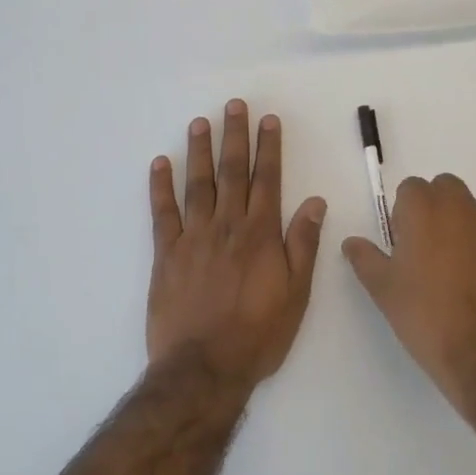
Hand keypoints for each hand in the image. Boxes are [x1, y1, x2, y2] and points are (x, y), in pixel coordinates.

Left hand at [148, 100, 327, 384]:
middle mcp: (227, 226)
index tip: (268, 120)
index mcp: (261, 234)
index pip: (267, 180)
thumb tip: (315, 201)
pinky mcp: (166, 254)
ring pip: (197, 184)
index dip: (268, 148)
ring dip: (199, 150)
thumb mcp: (297, 294)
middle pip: (231, 172)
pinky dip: (160, 186)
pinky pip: (162, 213)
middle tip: (234, 105)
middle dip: (234, 136)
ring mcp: (193, 238)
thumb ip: (303, 244)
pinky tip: (160, 163)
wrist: (204, 368)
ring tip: (200, 122)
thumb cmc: (258, 334)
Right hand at [342, 173, 475, 405]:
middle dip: (435, 207)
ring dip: (461, 226)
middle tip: (426, 248)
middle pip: (445, 188)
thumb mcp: (384, 290)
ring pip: (473, 210)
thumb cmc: (426, 316)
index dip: (403, 211)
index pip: (411, 187)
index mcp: (424, 209)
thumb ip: (365, 258)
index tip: (402, 242)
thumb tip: (352, 242)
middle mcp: (462, 207)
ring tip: (455, 270)